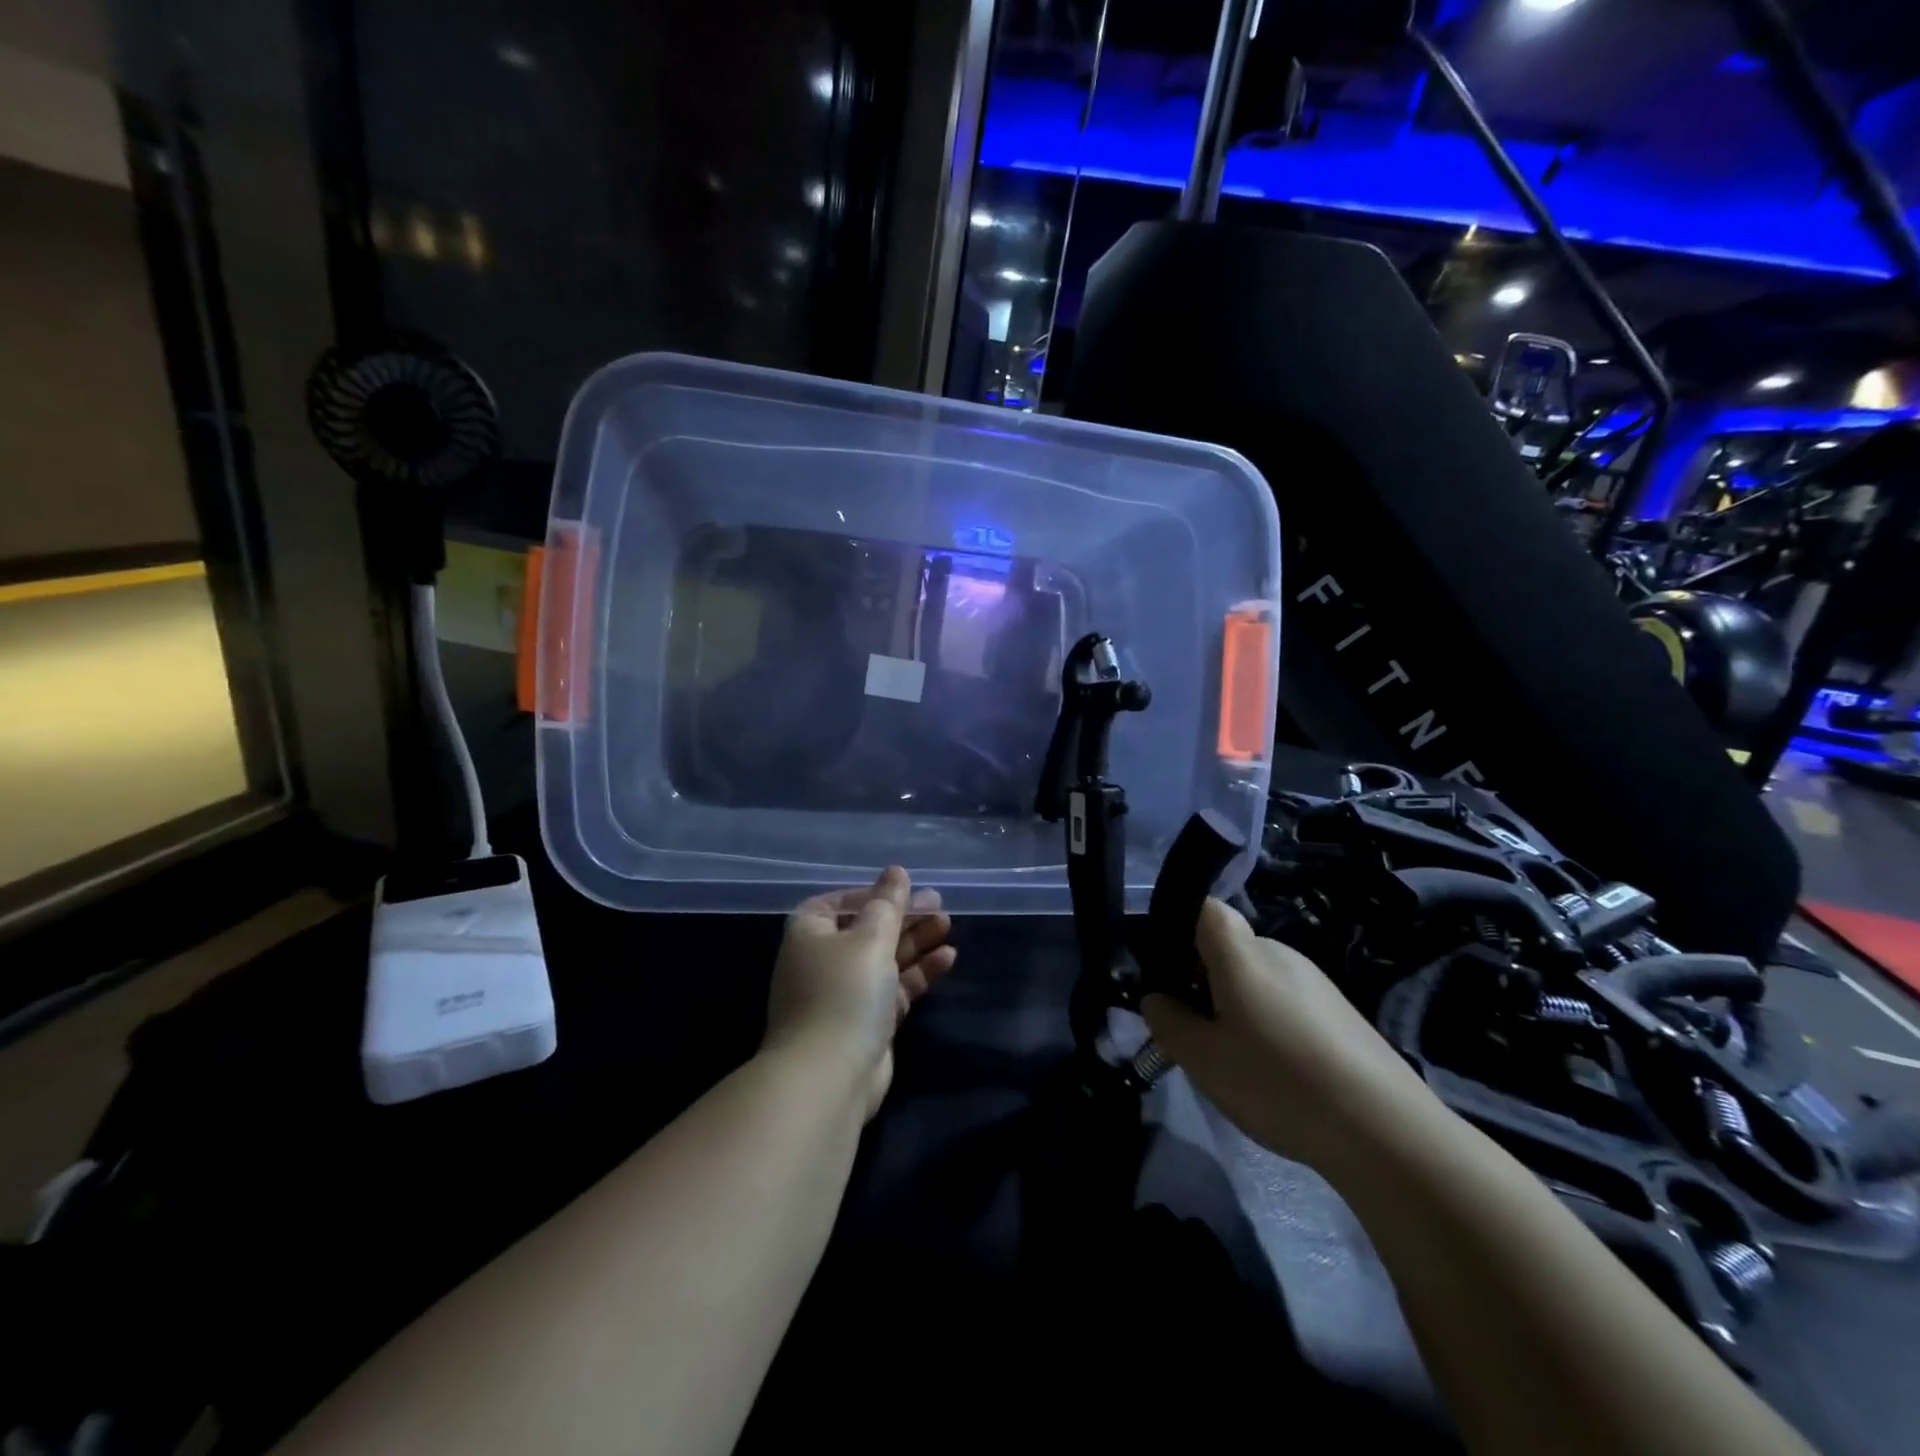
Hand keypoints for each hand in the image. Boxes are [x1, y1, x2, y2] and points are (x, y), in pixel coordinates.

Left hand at [764, 866, 957, 1118]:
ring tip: (949, 924)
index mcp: (810, 932)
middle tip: (938, 904)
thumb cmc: (844, 992)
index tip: (906, 889)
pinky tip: (948, 957)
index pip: (841, 902)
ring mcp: (844, 993)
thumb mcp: (870, 938)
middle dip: (903, 916)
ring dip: (915, 941)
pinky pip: (895, 987)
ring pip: (885, 958)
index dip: (873, 894)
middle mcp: (823, 959)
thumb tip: (896, 871)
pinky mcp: (867, 1022)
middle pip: (868, 929)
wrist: (829, 1076)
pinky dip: (918, 972)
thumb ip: (888, 904)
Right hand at [1142, 899, 1441, 1176]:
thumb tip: (1157, 997)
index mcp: (1241, 953)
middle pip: (1229, 947)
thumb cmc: (1277, 1081)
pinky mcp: (1341, 1012)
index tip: (1166, 973)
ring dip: (1238, 1005)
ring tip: (1237, 1060)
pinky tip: (1279, 1073)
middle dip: (1204, 979)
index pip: (1203, 908)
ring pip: (1258, 978)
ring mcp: (1316, 981)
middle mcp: (1279, 952)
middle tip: (1194, 1030)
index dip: (1178, 927)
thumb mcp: (1202, 1058)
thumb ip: (1168, 1021)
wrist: (1385, 1129)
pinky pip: (1287, 1001)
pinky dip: (1271, 1024)